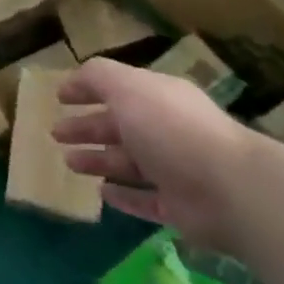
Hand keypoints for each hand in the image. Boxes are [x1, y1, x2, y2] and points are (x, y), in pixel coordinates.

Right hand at [51, 58, 253, 248]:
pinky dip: (123, 196)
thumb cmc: (171, 128)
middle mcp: (165, 129)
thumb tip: (73, 78)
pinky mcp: (179, 207)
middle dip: (86, 127)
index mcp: (156, 96)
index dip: (86, 90)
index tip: (59, 97)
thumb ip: (98, 77)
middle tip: (55, 133)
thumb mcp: (128, 88)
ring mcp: (173, 169)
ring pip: (127, 162)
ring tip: (68, 162)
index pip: (116, 88)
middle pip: (118, 125)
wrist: (229, 188)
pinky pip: (144, 199)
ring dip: (98, 160)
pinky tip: (102, 195)